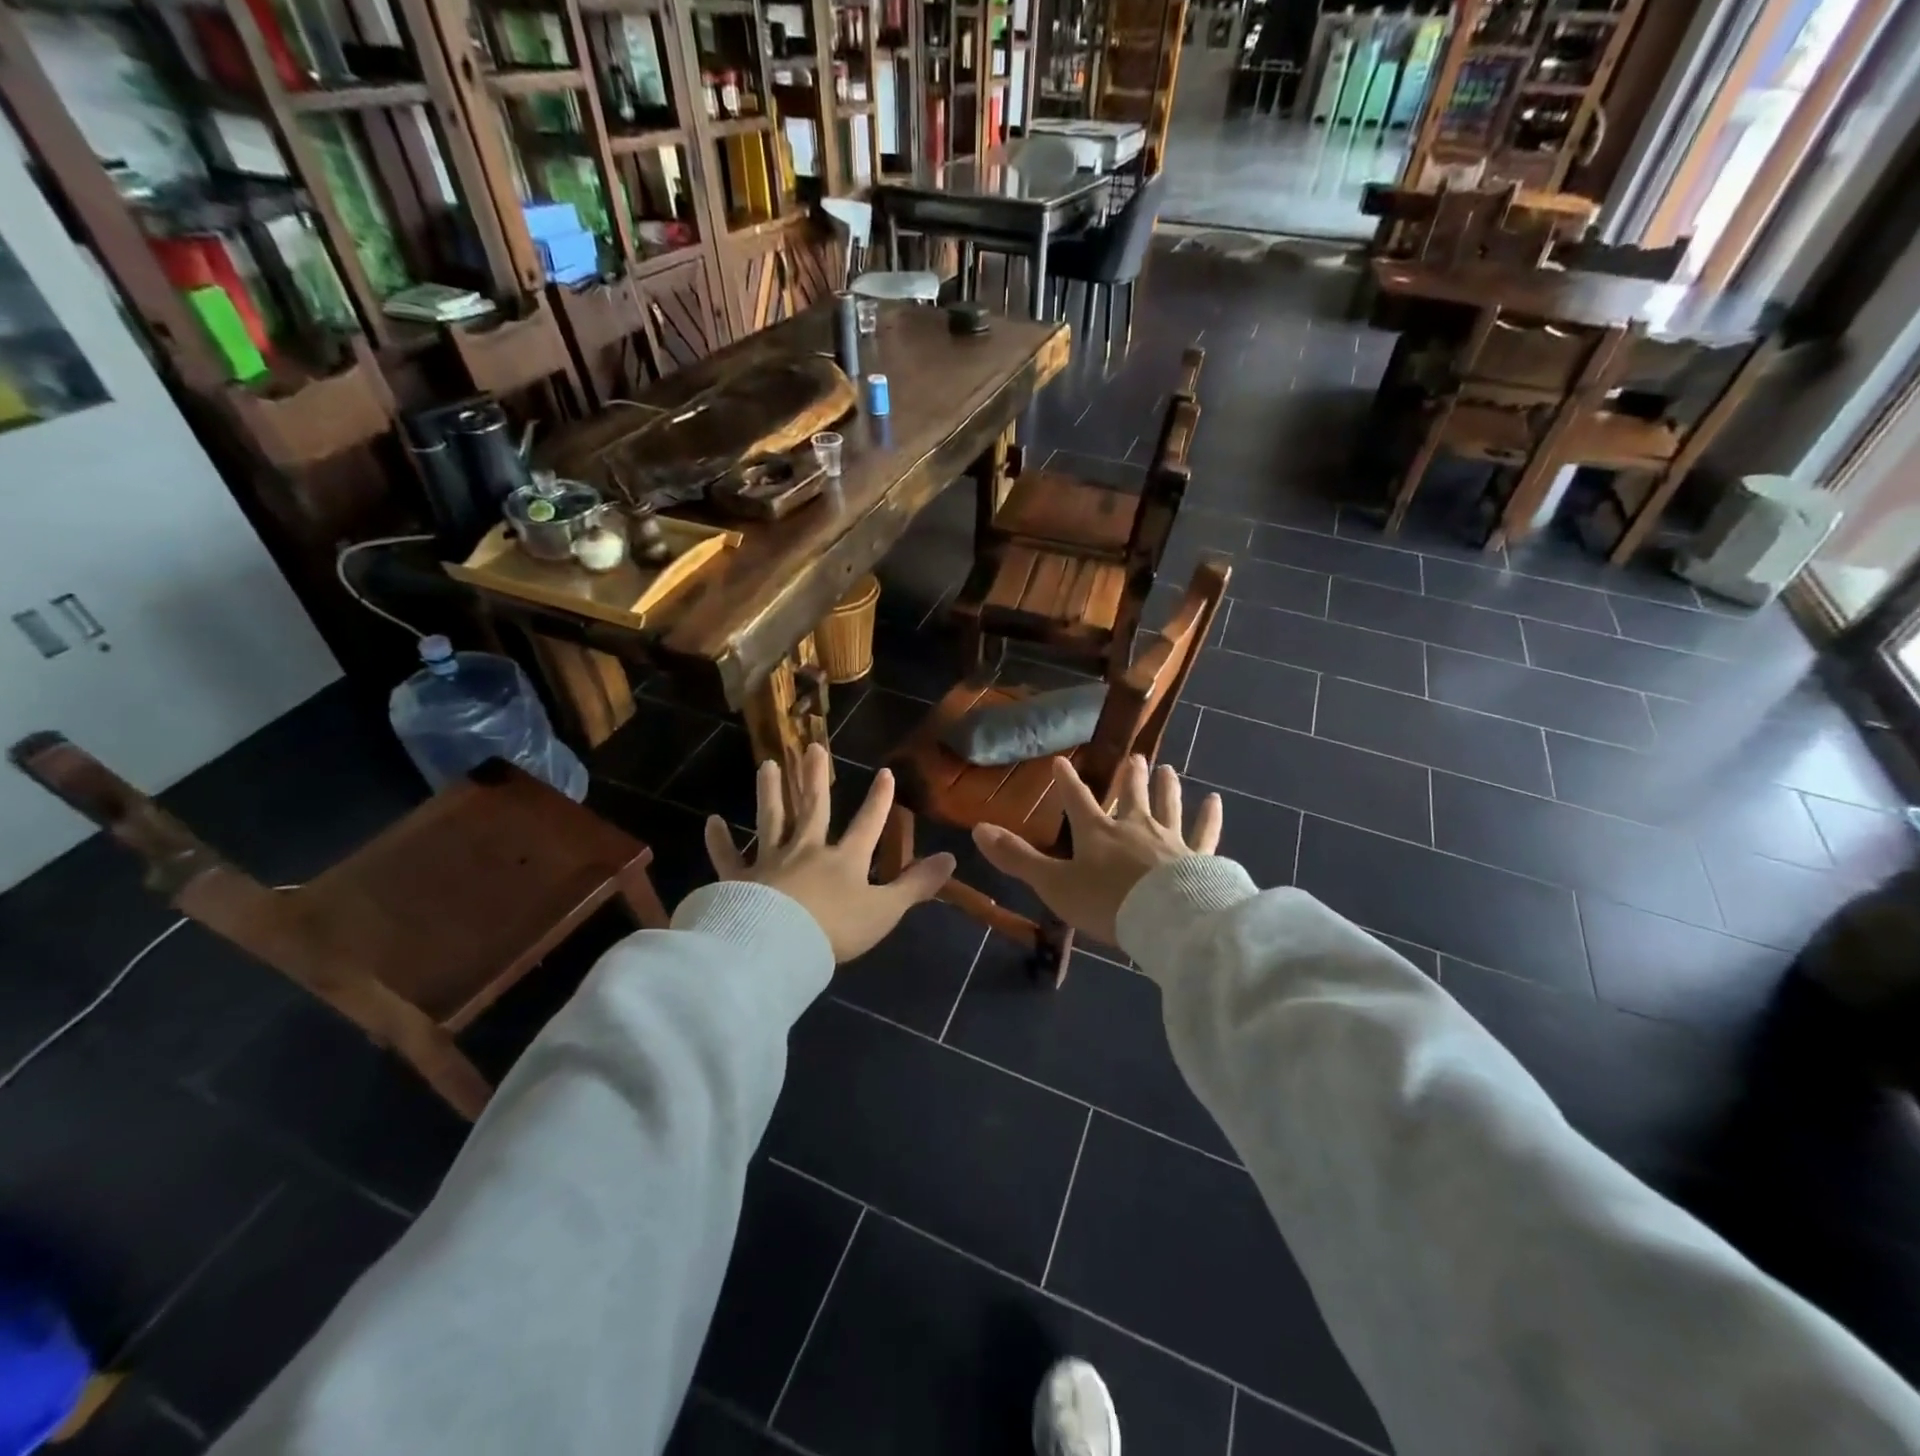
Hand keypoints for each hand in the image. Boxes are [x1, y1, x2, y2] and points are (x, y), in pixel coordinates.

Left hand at [704, 742, 956, 961]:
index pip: (868, 824)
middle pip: (813, 808)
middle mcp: (807, 850)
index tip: (884, 773)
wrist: (777, 947)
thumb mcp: (885, 910)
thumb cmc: (835, 930)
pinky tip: (712, 822)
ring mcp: (771, 861)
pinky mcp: (739, 879)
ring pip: (771, 819)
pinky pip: (728, 857)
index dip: (879, 800)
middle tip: (811, 746)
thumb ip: (916, 885)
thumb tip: (952, 858)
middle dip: (815, 778)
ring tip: (768, 764)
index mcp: (844, 859)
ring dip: (771, 792)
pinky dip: (720, 840)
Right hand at [971, 755, 1220, 944]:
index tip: (1062, 761)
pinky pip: (1205, 832)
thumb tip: (977, 829)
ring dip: (1165, 786)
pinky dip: (1209, 816)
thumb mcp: (1053, 884)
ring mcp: (1169, 839)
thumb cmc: (1106, 902)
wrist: (1166, 920)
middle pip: (1130, 795)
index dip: (1067, 781)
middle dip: (1129, 776)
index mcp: (1097, 832)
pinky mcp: (1199, 857)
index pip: (1077, 799)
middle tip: (1134, 756)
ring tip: (1167, 768)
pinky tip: (1215, 800)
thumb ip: (1017, 858)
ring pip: (1167, 805)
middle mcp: (1133, 827)